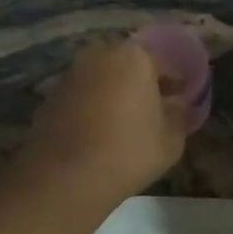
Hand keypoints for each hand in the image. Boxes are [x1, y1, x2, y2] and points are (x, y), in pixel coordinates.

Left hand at [15, 39, 189, 206]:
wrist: (65, 178)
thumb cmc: (128, 153)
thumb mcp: (171, 140)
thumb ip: (180, 115)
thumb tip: (178, 104)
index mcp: (135, 57)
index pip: (165, 62)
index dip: (177, 82)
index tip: (182, 101)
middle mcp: (100, 55)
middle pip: (130, 65)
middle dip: (144, 84)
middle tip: (155, 111)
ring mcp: (71, 74)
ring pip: (104, 79)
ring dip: (116, 94)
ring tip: (128, 124)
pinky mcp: (50, 96)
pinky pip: (83, 96)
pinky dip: (94, 107)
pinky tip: (100, 134)